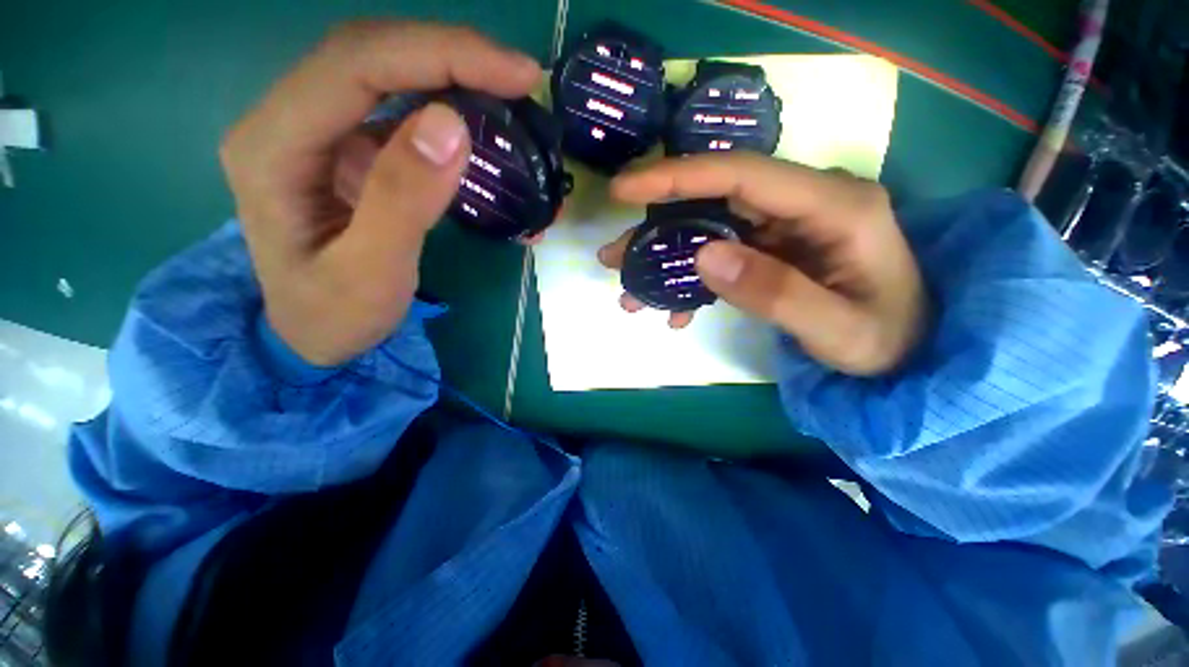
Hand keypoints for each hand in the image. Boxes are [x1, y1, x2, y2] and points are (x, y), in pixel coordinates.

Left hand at [220, 21, 540, 365]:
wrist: (313, 333)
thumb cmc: (335, 313)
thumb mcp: (371, 272)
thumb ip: (403, 200)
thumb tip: (451, 125)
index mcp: (274, 145)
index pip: (357, 64)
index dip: (441, 55)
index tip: (516, 76)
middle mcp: (289, 120)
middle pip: (372, 53)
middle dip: (452, 55)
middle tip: (521, 79)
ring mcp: (320, 132)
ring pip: (387, 72)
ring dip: (452, 73)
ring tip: (509, 94)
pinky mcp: (350, 149)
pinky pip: (400, 108)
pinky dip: (447, 105)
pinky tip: (481, 119)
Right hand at [599, 153, 928, 375]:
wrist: (910, 353)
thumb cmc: (886, 342)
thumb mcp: (836, 330)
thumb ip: (774, 293)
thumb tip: (705, 256)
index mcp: (832, 206)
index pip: (741, 174)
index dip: (678, 177)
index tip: (624, 190)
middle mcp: (805, 202)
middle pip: (714, 198)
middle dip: (657, 227)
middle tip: (614, 256)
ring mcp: (786, 225)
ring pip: (709, 226)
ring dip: (666, 257)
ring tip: (631, 288)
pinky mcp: (774, 246)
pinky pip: (721, 252)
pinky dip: (691, 279)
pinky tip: (675, 309)